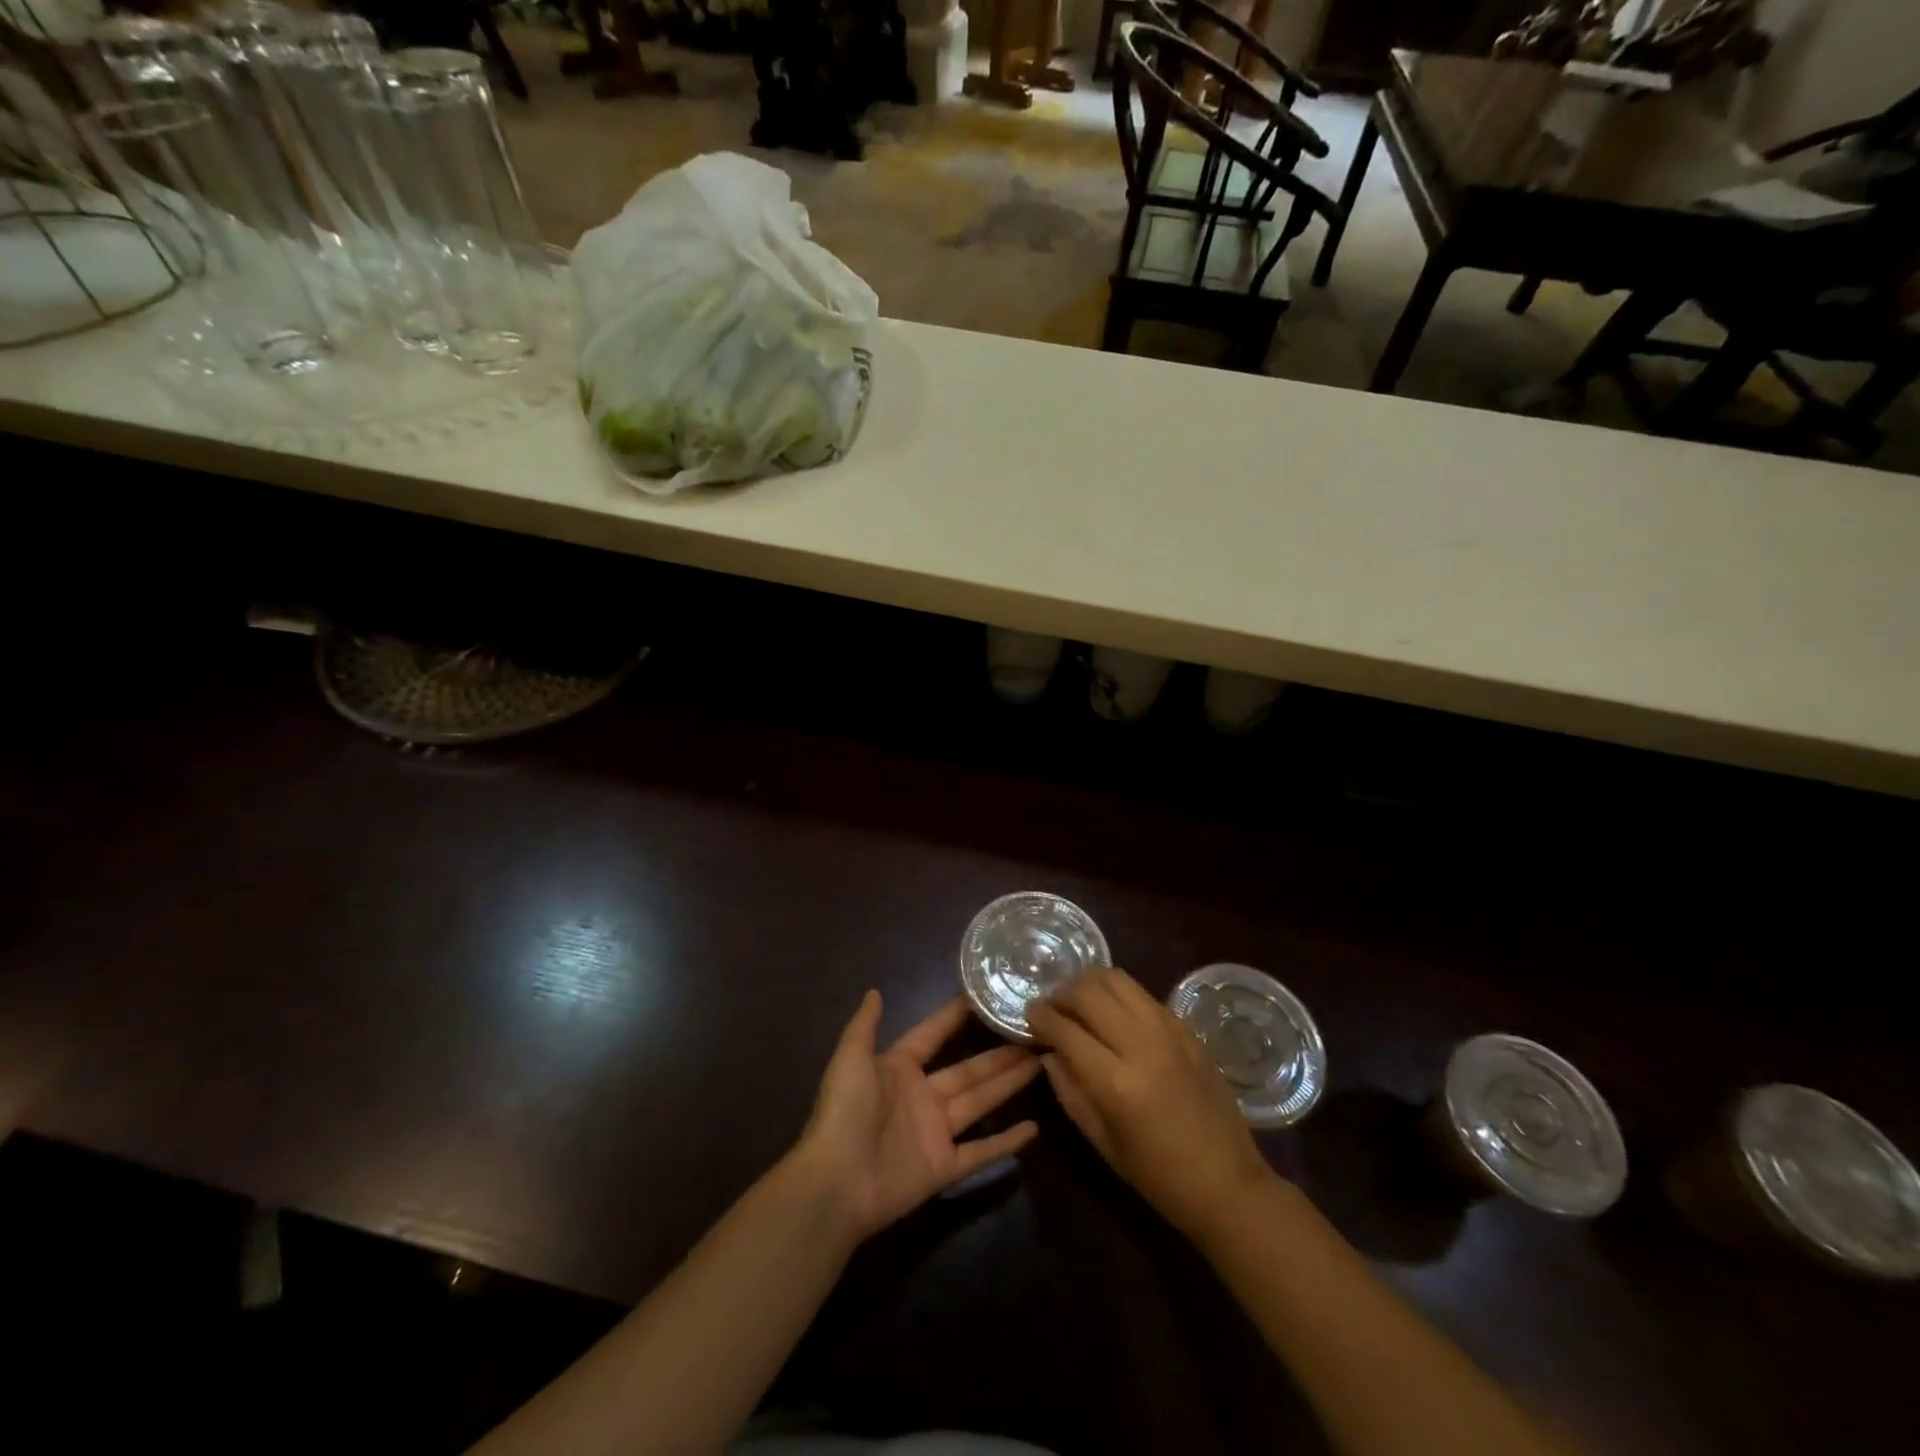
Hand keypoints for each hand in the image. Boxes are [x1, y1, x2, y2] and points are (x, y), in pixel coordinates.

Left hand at [795, 992, 1039, 1240]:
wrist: (836, 1182)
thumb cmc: (844, 1112)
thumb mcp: (851, 1058)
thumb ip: (865, 1025)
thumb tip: (874, 990)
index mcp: (899, 1068)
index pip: (933, 1035)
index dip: (954, 1017)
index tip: (983, 998)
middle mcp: (922, 1096)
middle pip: (968, 1070)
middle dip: (999, 1054)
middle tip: (1032, 1036)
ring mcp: (935, 1132)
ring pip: (980, 1102)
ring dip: (1008, 1084)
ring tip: (1040, 1064)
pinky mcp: (945, 1166)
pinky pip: (981, 1151)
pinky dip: (1007, 1141)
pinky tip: (1034, 1128)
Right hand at [1029, 968, 1273, 1239]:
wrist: (1228, 1183)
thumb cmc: (1158, 1176)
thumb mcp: (1102, 1142)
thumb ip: (1069, 1091)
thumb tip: (1048, 1053)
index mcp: (1116, 1082)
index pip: (1065, 1029)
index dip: (1040, 1017)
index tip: (1028, 1016)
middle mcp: (1142, 1045)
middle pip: (1089, 992)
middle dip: (1061, 993)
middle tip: (1051, 1007)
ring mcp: (1168, 1031)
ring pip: (1117, 979)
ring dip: (1089, 984)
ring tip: (1079, 1001)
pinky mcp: (1186, 1028)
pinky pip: (1143, 994)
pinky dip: (1119, 993)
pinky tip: (1112, 1012)